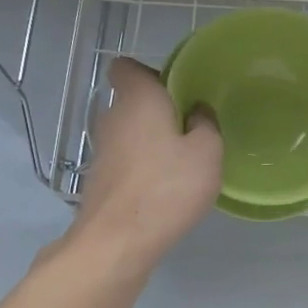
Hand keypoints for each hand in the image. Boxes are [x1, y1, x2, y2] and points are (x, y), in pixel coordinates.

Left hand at [66, 58, 221, 272]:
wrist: (118, 241)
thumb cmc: (167, 187)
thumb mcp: (208, 153)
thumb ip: (206, 125)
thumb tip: (197, 112)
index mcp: (138, 99)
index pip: (127, 67)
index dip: (150, 73)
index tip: (177, 90)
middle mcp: (112, 117)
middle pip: (133, 101)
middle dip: (159, 111)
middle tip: (192, 129)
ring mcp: (101, 150)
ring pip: (129, 133)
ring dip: (152, 141)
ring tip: (182, 162)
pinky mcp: (100, 179)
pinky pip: (126, 160)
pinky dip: (143, 167)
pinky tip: (165, 188)